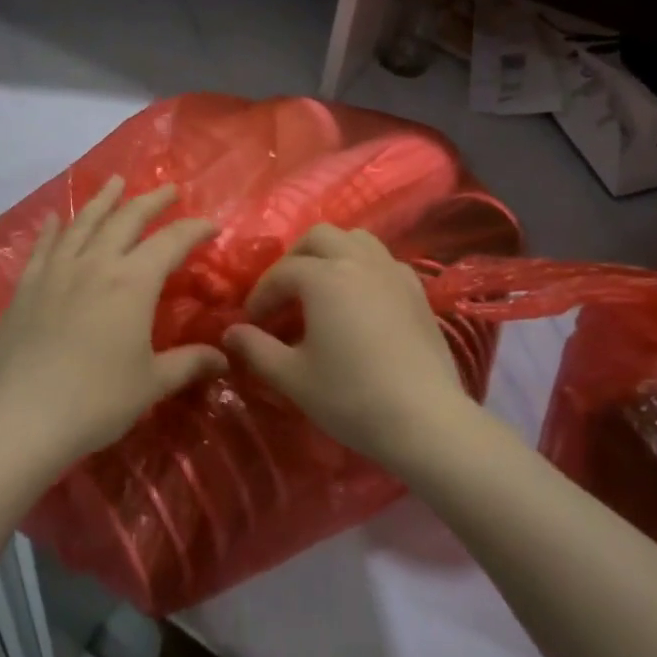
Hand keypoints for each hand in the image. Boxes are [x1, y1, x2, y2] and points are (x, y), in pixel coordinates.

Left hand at [0, 178, 224, 468]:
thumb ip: (189, 364)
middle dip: (152, 201)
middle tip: (169, 190)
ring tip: (116, 181)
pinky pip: (43, 247)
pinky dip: (53, 229)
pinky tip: (55, 218)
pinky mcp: (26, 287)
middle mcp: (96, 264)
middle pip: (127, 219)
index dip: (194, 230)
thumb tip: (224, 358)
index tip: (210, 226)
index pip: (171, 242)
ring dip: (104, 199)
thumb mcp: (151, 383)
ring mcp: (56, 271)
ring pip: (84, 222)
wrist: (23, 418)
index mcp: (133, 282)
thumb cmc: (97, 401)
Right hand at [224, 225, 475, 468]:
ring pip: (355, 239)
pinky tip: (359, 298)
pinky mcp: (417, 290)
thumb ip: (256, 349)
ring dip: (331, 253)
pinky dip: (362, 266)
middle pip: (318, 237)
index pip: (282, 273)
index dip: (261, 294)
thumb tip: (230, 332)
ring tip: (321, 285)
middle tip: (284, 292)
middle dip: (294, 259)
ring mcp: (392, 271)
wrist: (425, 419)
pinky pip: (382, 260)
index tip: (251, 321)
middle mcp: (358, 261)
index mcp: (324, 277)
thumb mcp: (293, 377)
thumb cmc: (351, 397)